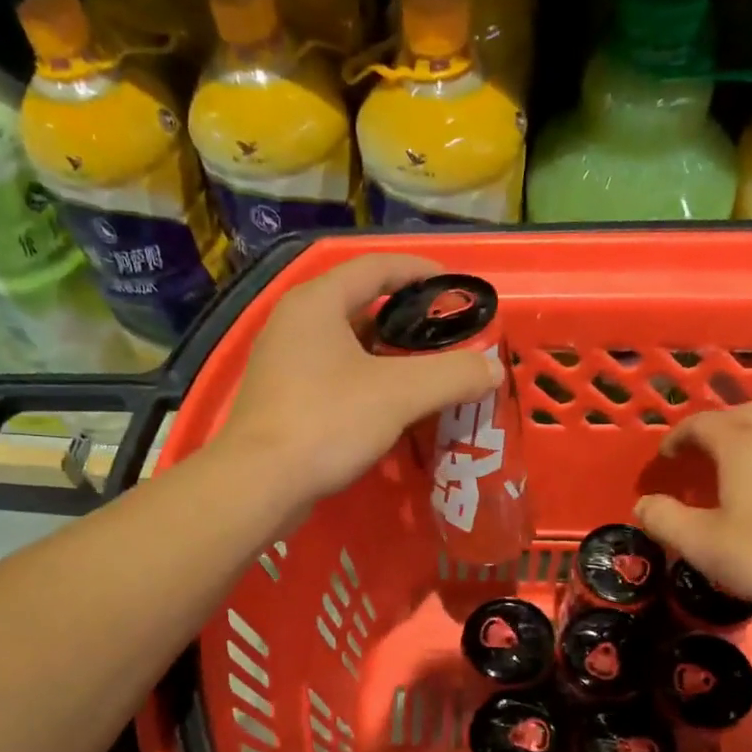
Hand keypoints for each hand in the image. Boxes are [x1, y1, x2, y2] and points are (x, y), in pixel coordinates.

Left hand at [212, 253, 501, 507]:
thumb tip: (492, 369)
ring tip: (427, 373)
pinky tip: (391, 407)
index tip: (456, 289)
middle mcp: (294, 323)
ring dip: (388, 355)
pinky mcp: (282, 399)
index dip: (420, 272)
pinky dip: (366, 381)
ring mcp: (283, 362)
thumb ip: (452, 375)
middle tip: (447, 339)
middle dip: (408, 319)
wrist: (259, 484)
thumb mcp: (399, 394)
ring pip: (347, 345)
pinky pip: (333, 376)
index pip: (376, 267)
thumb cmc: (327, 423)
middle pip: (361, 305)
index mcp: (317, 302)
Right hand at [633, 405, 751, 613]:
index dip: (678, 437)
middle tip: (699, 454)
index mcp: (743, 446)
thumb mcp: (700, 542)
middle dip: (716, 428)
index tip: (666, 459)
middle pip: (743, 415)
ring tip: (734, 470)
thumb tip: (644, 504)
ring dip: (749, 441)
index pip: (702, 423)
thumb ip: (664, 519)